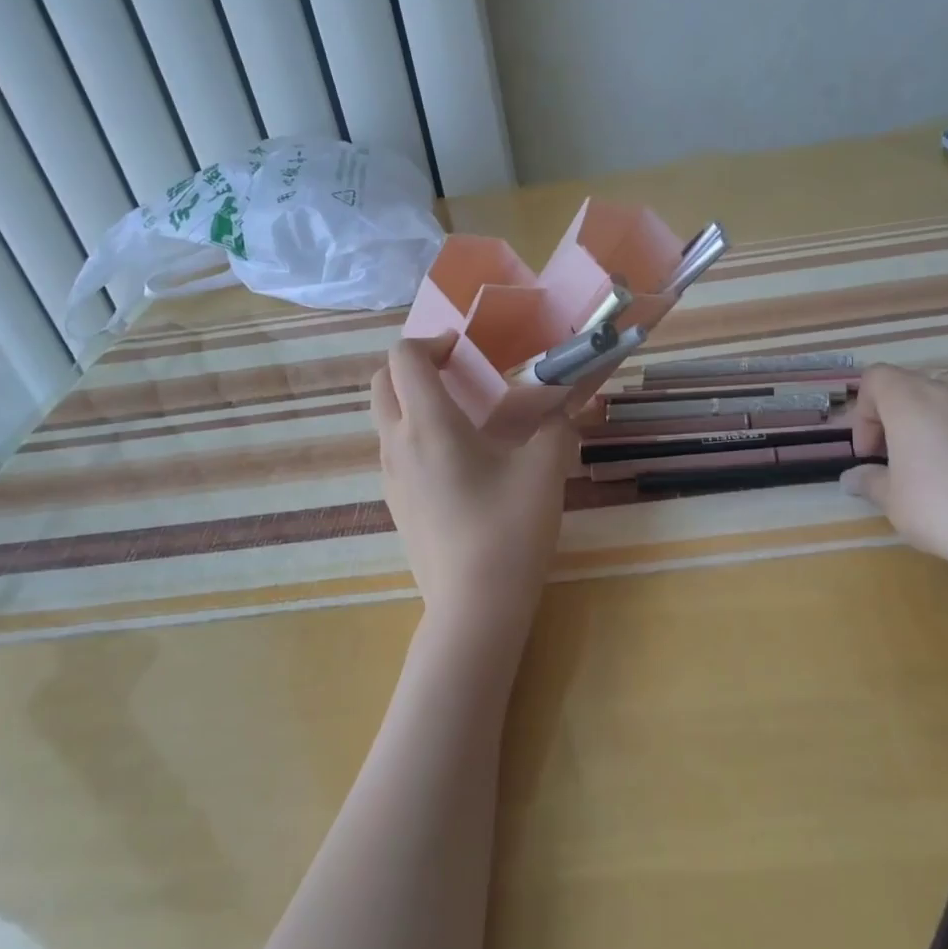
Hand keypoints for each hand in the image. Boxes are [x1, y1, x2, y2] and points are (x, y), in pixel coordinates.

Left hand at [372, 337, 573, 627]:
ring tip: (463, 418)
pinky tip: (458, 463)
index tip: (467, 351)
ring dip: (414, 402)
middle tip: (459, 375)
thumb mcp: (544, 470)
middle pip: (382, 383)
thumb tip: (564, 407)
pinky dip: (415, 435)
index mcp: (428, 424)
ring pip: (385, 419)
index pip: (404, 357)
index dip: (432, 341)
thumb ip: (556, 425)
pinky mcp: (396, 505)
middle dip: (414, 366)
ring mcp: (390, 478)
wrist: (474, 607)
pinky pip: (394, 452)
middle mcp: (397, 444)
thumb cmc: (508, 530)